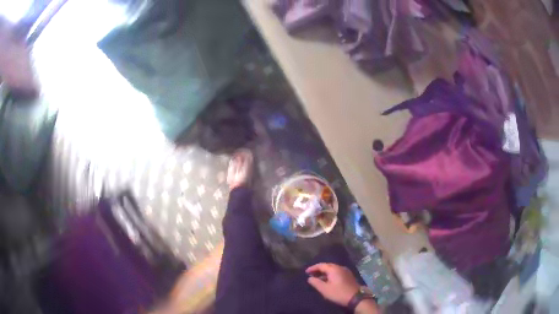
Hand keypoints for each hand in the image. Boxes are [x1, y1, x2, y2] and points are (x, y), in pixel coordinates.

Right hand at [306, 263, 360, 306]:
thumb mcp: (324, 289)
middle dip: (319, 269)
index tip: (306, 272)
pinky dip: (330, 274)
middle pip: (327, 266)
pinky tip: (328, 280)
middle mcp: (340, 267)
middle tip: (311, 274)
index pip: (321, 265)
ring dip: (325, 272)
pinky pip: (337, 272)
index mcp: (334, 269)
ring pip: (333, 269)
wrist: (356, 297)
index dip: (313, 268)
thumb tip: (309, 278)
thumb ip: (316, 282)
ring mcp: (346, 271)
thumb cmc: (338, 293)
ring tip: (318, 278)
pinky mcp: (349, 276)